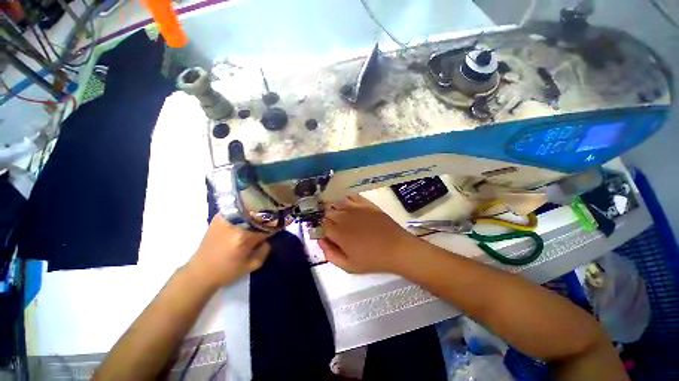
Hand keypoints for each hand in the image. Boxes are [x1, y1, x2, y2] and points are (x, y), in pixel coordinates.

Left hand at [186, 214, 269, 287]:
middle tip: (272, 221)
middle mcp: (235, 224)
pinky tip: (249, 217)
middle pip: (258, 214)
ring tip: (261, 217)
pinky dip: (246, 212)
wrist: (199, 272)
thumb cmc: (226, 271)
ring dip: (257, 213)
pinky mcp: (218, 217)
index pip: (267, 225)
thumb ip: (265, 251)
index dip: (275, 225)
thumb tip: (268, 239)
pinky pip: (238, 210)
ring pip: (249, 209)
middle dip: (267, 217)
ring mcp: (225, 219)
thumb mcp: (251, 266)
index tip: (280, 225)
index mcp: (244, 237)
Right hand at [318, 195, 418, 273]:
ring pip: (338, 203)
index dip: (325, 229)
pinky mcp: (366, 204)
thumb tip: (320, 241)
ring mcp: (356, 208)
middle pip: (329, 212)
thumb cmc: (372, 259)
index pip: (323, 225)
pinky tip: (350, 205)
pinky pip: (352, 196)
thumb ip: (330, 254)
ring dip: (336, 208)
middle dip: (329, 218)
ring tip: (342, 216)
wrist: (396, 248)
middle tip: (337, 227)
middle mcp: (344, 217)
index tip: (329, 234)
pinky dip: (347, 199)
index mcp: (339, 233)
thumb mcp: (349, 266)